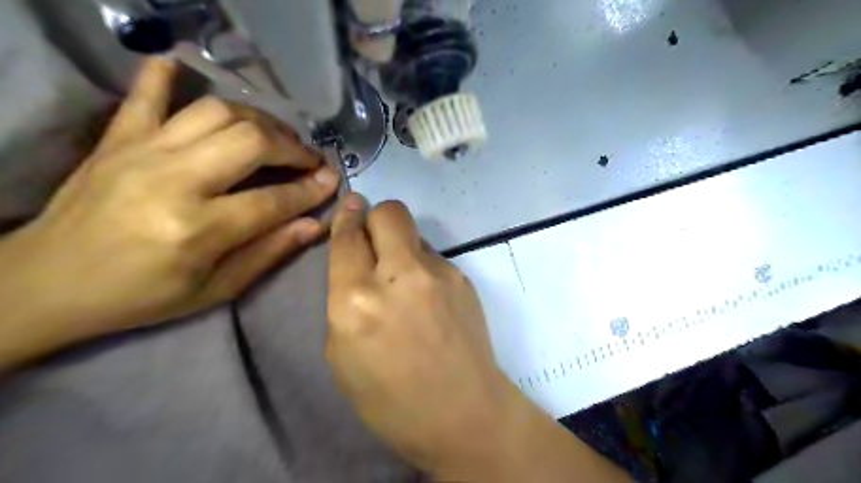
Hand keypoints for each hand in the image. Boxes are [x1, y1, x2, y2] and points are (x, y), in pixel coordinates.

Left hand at [0, 57, 338, 364]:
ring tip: (275, 138)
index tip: (333, 180)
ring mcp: (142, 151)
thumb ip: (269, 253)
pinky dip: (167, 76)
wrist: (48, 282)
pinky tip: (185, 67)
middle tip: (309, 159)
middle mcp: (174, 180)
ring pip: (218, 113)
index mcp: (198, 229)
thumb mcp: (215, 290)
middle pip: (252, 142)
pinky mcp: (118, 138)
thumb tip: (315, 224)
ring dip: (259, 120)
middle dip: (292, 148)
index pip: (274, 200)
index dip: (311, 189)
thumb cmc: (142, 295)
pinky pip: (147, 94)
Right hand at [326, 195, 633, 480]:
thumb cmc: (391, 399)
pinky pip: (434, 257)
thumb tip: (359, 264)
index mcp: (356, 302)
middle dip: (376, 217)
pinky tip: (429, 299)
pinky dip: (423, 268)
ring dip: (401, 247)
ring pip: (414, 233)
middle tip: (374, 239)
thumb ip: (344, 301)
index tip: (350, 208)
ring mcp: (438, 274)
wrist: (463, 412)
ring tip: (405, 284)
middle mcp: (399, 276)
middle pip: (388, 213)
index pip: (347, 239)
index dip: (345, 219)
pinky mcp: (463, 278)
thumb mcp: (343, 356)